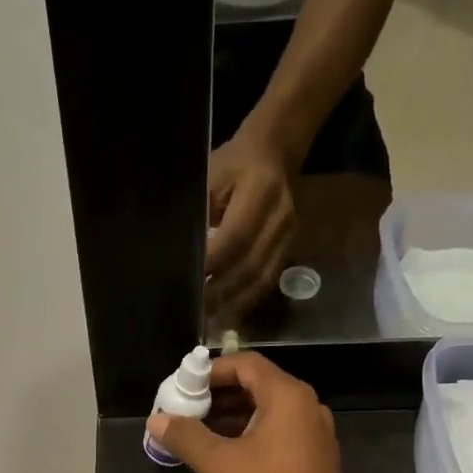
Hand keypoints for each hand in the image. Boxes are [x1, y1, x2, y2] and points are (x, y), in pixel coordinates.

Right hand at [143, 352, 348, 472]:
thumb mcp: (217, 463)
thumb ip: (185, 436)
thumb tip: (157, 420)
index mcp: (287, 396)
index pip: (246, 364)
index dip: (211, 371)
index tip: (185, 387)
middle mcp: (308, 406)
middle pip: (258, 385)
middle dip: (220, 396)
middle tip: (188, 411)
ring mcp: (316, 433)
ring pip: (270, 412)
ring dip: (235, 417)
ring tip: (202, 434)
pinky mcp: (317, 458)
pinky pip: (281, 433)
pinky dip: (254, 435)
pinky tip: (231, 456)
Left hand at [206, 131, 296, 320]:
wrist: (274, 153)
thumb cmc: (232, 165)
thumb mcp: (209, 176)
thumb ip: (200, 212)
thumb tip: (183, 254)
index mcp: (261, 190)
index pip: (236, 237)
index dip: (213, 263)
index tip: (189, 281)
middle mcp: (280, 216)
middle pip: (250, 265)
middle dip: (221, 291)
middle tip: (194, 309)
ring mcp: (289, 235)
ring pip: (261, 279)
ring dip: (233, 302)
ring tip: (208, 319)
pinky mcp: (289, 249)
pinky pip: (268, 281)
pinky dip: (246, 300)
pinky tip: (226, 312)